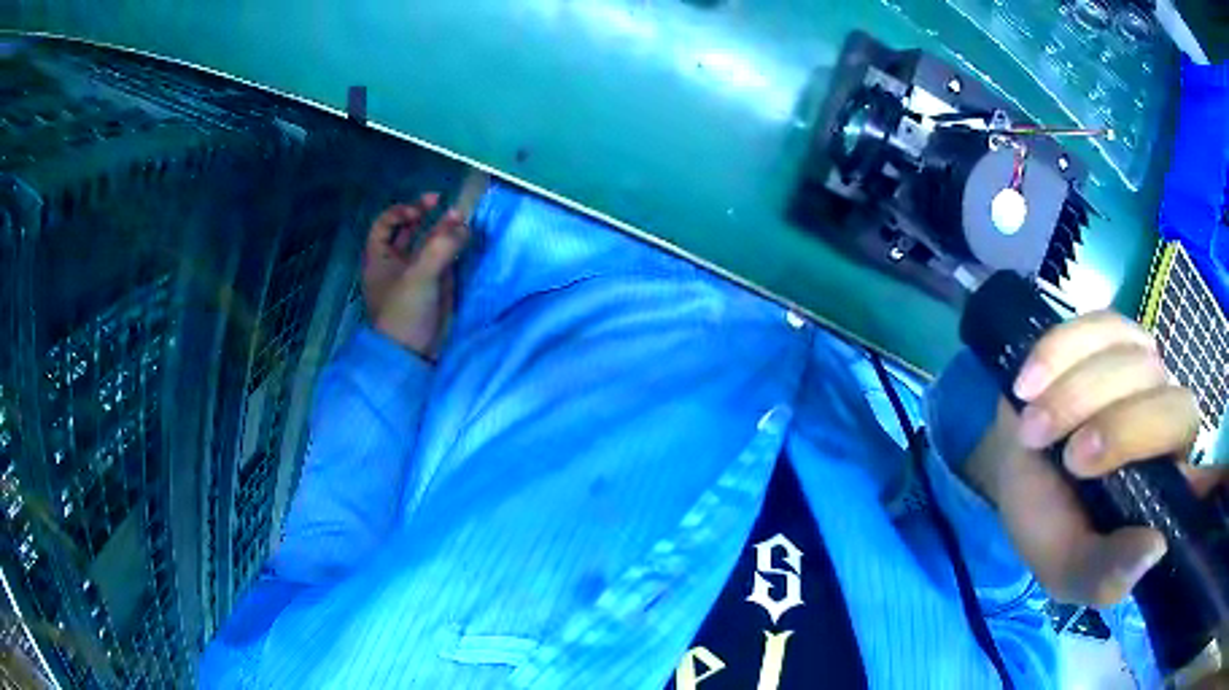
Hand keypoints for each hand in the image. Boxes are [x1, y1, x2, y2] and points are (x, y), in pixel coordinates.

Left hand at [362, 192, 468, 360]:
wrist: (413, 355)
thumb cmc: (403, 312)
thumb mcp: (418, 276)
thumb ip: (440, 247)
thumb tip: (463, 225)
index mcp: (379, 258)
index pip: (385, 224)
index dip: (401, 212)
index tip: (420, 212)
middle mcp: (396, 263)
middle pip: (409, 230)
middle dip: (427, 216)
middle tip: (447, 206)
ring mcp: (416, 274)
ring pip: (429, 244)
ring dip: (444, 231)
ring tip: (463, 221)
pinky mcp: (435, 287)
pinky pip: (444, 260)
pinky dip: (454, 248)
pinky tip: (466, 240)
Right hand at [965, 311, 1212, 605]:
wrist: (1014, 463)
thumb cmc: (1047, 521)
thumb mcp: (1067, 568)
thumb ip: (1105, 576)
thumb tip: (1156, 548)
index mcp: (1166, 489)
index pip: (1195, 479)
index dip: (1186, 477)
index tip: (1129, 491)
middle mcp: (1169, 422)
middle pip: (1173, 409)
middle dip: (1120, 431)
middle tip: (1068, 458)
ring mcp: (1146, 369)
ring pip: (1136, 363)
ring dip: (1077, 395)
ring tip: (1031, 427)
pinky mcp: (1114, 334)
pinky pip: (1100, 325)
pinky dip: (1061, 352)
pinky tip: (1029, 382)